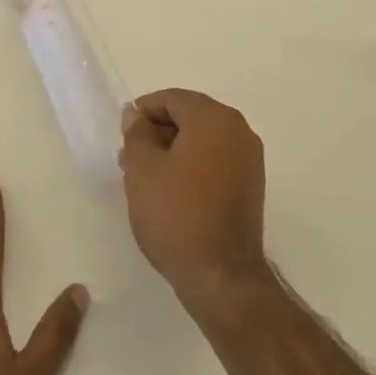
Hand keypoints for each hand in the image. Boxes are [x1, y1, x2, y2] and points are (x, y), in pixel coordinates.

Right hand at [119, 89, 269, 316]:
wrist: (220, 275)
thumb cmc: (176, 215)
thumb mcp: (142, 170)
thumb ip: (137, 133)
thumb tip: (136, 114)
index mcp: (214, 119)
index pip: (173, 99)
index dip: (143, 112)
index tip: (124, 137)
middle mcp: (239, 130)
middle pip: (190, 115)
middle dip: (158, 131)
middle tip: (130, 157)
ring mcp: (249, 159)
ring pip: (203, 139)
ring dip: (173, 149)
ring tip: (145, 177)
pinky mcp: (251, 184)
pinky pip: (216, 159)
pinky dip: (193, 164)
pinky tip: (170, 190)